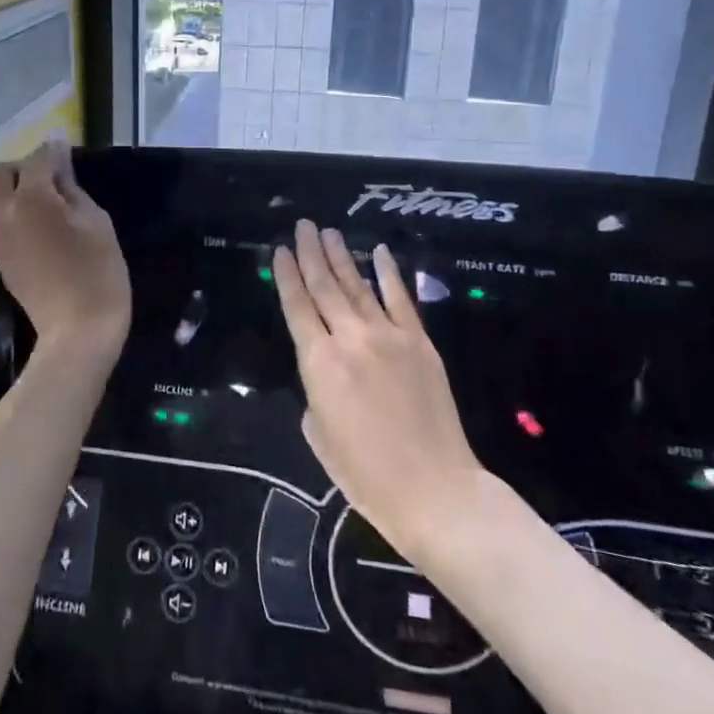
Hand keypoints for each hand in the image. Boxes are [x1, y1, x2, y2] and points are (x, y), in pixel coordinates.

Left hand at [0, 139, 130, 358]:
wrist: (77, 332)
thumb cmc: (98, 272)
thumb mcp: (96, 222)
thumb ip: (71, 186)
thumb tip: (58, 158)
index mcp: (31, 199)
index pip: (37, 158)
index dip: (54, 150)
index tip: (68, 148)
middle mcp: (4, 214)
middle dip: (21, 168)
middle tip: (52, 182)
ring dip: (17, 193)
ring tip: (52, 209)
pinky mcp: (1, 260)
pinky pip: (1, 223)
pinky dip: (17, 217)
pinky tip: (45, 234)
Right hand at [272, 220, 486, 560]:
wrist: (434, 488)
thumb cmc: (365, 474)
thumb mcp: (319, 434)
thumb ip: (316, 391)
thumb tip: (327, 370)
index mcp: (319, 363)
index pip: (297, 307)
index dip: (286, 276)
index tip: (279, 250)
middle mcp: (350, 339)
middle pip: (325, 287)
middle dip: (310, 253)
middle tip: (303, 225)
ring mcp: (389, 336)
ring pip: (359, 286)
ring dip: (343, 257)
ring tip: (329, 232)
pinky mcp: (420, 343)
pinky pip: (401, 299)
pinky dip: (389, 273)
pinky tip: (380, 252)